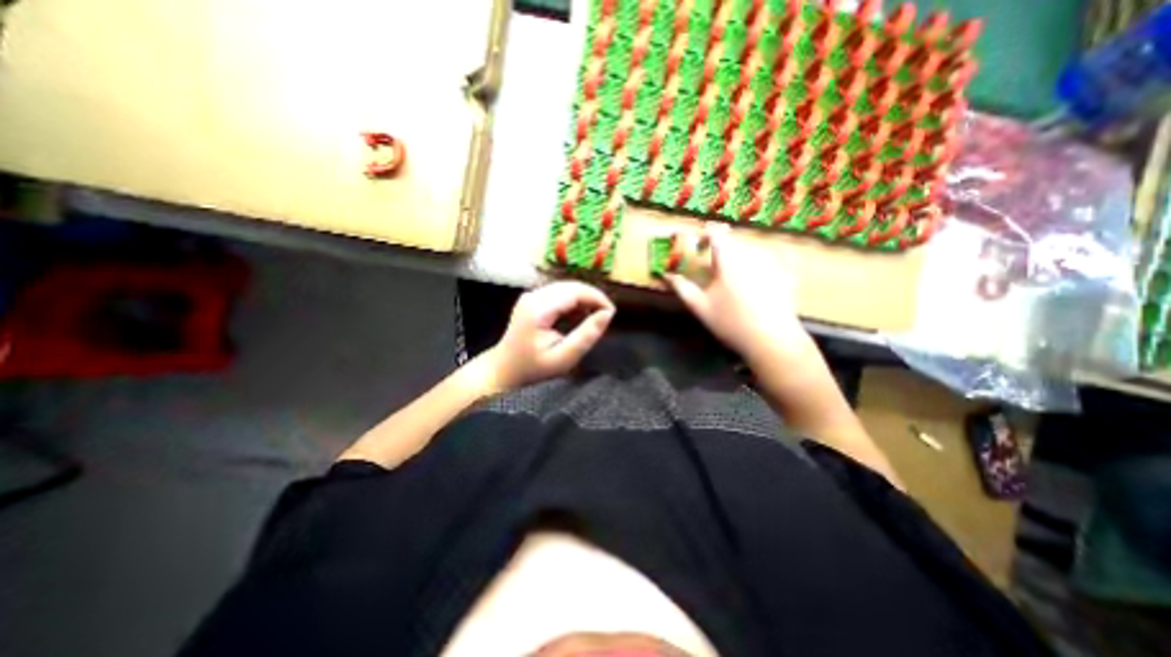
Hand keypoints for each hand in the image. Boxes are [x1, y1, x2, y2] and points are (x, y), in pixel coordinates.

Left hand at [484, 281, 615, 393]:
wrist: (504, 369)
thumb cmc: (534, 368)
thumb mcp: (564, 358)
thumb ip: (586, 335)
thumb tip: (608, 313)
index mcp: (539, 309)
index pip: (575, 292)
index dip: (597, 298)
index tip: (611, 313)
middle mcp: (533, 296)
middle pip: (571, 286)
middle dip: (592, 297)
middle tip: (605, 316)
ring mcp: (531, 295)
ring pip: (566, 287)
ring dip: (583, 299)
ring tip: (593, 318)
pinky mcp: (532, 299)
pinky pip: (559, 293)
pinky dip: (573, 302)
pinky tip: (577, 317)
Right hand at [661, 223, 809, 361]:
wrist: (773, 340)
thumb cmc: (731, 322)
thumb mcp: (701, 306)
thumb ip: (682, 287)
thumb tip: (666, 275)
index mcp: (729, 259)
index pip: (715, 233)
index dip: (703, 233)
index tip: (695, 243)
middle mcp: (752, 253)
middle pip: (732, 241)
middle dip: (719, 248)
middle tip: (709, 265)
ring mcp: (771, 262)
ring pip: (749, 249)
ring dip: (736, 257)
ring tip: (729, 278)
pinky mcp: (784, 273)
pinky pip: (765, 261)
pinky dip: (753, 267)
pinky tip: (751, 286)